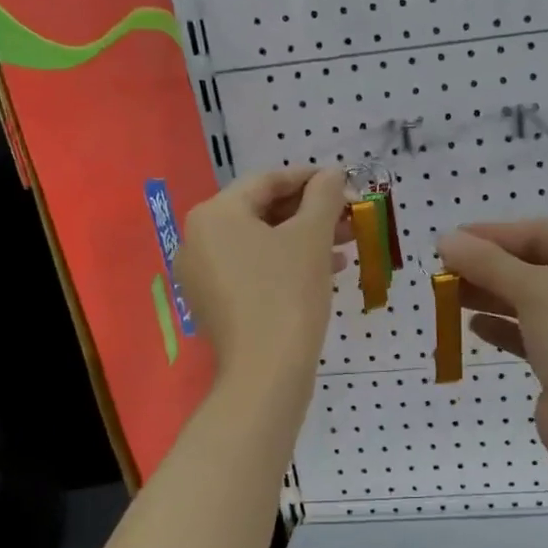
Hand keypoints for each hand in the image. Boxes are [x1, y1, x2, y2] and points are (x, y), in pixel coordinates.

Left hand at [177, 167, 347, 398]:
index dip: (309, 178)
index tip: (342, 182)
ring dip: (304, 239)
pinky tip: (327, 271)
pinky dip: (287, 265)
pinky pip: (254, 271)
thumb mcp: (311, 237)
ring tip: (346, 245)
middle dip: (310, 213)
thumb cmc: (288, 293)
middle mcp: (199, 240)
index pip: (266, 181)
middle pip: (262, 213)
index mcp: (214, 215)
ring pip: (261, 244)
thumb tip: (332, 174)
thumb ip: (323, 197)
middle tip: (349, 216)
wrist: (266, 373)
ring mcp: (204, 276)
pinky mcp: (216, 305)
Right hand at [437, 219, 547, 474]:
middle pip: (535, 268)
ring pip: (529, 302)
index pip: (544, 234)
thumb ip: (487, 263)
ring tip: (449, 294)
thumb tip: (445, 239)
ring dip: (490, 295)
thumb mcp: (534, 290)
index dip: (497, 233)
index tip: (454, 238)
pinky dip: (502, 328)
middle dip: (490, 266)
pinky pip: (528, 335)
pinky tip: (473, 326)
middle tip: (445, 268)